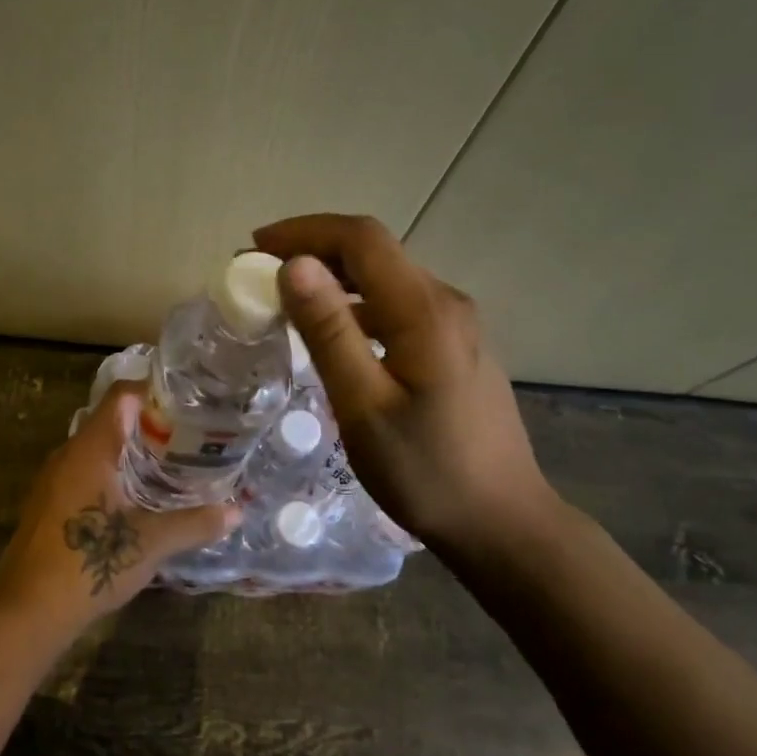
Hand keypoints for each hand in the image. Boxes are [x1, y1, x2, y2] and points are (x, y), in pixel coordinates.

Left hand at [0, 382, 238, 632]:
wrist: (28, 609)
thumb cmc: (89, 562)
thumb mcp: (152, 542)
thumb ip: (195, 523)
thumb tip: (236, 512)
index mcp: (91, 448)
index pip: (121, 395)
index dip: (154, 390)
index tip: (188, 401)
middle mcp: (68, 454)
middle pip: (111, 420)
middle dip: (150, 424)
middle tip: (190, 435)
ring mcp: (54, 479)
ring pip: (98, 449)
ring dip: (132, 452)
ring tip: (173, 464)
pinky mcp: (49, 504)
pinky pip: (86, 472)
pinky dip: (114, 473)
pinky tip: (139, 498)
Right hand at [253, 214, 564, 570]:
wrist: (502, 523)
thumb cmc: (426, 472)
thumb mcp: (364, 406)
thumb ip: (329, 332)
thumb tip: (295, 265)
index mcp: (424, 310)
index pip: (361, 238)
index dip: (304, 231)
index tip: (254, 248)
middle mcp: (445, 302)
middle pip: (374, 252)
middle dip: (313, 251)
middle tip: (260, 276)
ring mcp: (456, 325)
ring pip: (386, 279)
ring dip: (334, 279)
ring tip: (286, 301)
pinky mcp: (456, 348)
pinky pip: (398, 307)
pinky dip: (357, 306)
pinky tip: (334, 336)